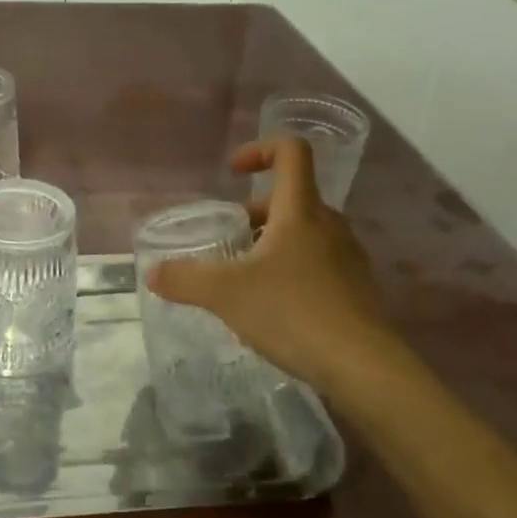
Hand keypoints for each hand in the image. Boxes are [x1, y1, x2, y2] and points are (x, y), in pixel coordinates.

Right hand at [147, 137, 394, 391]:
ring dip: (272, 243)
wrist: (363, 367)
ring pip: (305, 233)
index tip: (233, 173)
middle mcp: (329, 225)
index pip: (291, 152)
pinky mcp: (356, 290)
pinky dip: (291, 271)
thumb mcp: (226, 294)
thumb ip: (185, 279)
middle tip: (228, 242)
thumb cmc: (293, 313)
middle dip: (254, 213)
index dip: (260, 149)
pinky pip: (318, 264)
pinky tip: (273, 309)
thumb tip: (153, 273)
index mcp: (300, 210)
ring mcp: (348, 257)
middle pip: (292, 198)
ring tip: (245, 278)